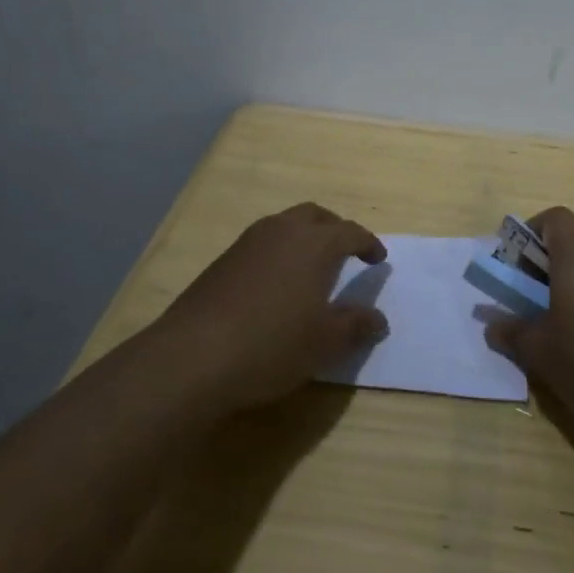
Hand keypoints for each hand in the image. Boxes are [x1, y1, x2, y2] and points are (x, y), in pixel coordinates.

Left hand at [150, 203, 389, 410]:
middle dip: (335, 229)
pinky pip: (261, 244)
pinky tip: (275, 285)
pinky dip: (278, 253)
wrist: (194, 356)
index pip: (350, 232)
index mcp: (315, 244)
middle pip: (316, 216)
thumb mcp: (325, 342)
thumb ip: (356, 326)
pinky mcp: (222, 261)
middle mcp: (283, 231)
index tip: (378, 259)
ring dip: (303, 238)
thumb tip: (379, 320)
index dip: (368, 244)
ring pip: (284, 225)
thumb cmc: (273, 344)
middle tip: (346, 252)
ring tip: (311, 267)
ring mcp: (248, 243)